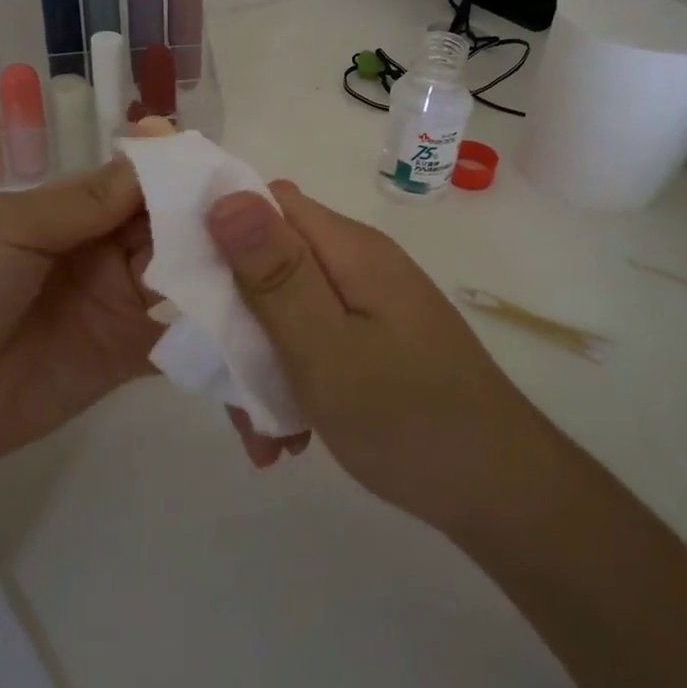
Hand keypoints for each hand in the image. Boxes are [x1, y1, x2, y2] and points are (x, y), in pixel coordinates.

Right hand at [206, 182, 539, 529]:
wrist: (501, 493)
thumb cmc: (407, 420)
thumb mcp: (324, 349)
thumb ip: (274, 274)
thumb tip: (226, 194)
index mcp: (349, 250)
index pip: (268, 203)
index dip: (220, 230)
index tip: (184, 285)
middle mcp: (361, 264)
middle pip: (273, 262)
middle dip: (236, 319)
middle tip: (222, 384)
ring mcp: (373, 304)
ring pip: (289, 310)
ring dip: (261, 363)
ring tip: (260, 433)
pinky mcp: (379, 340)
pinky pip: (317, 342)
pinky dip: (294, 381)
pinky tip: (289, 436)